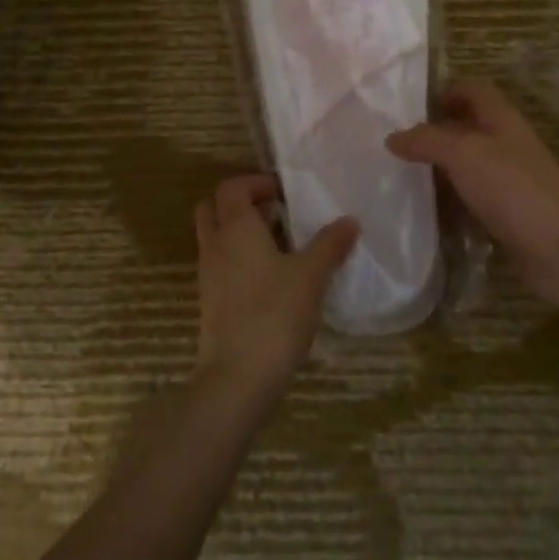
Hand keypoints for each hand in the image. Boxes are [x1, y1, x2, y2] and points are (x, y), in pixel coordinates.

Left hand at [193, 175, 357, 405]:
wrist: (238, 377)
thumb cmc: (274, 314)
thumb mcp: (310, 276)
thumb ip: (329, 244)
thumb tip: (349, 220)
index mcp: (235, 228)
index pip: (231, 187)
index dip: (255, 183)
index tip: (284, 193)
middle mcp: (215, 244)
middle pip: (215, 208)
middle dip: (242, 204)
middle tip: (276, 213)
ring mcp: (209, 275)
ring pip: (217, 237)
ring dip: (242, 233)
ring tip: (282, 246)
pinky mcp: (211, 301)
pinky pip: (221, 265)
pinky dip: (240, 259)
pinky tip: (273, 279)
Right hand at [387, 78, 558, 311]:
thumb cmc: (512, 188)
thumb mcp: (463, 153)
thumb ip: (426, 141)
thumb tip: (392, 137)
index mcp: (502, 120)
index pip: (474, 90)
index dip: (446, 92)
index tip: (412, 109)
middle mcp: (507, 145)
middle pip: (468, 128)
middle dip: (435, 134)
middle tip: (397, 146)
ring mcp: (510, 181)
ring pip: (469, 166)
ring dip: (441, 170)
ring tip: (403, 178)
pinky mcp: (509, 214)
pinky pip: (473, 199)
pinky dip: (452, 202)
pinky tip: (429, 213)